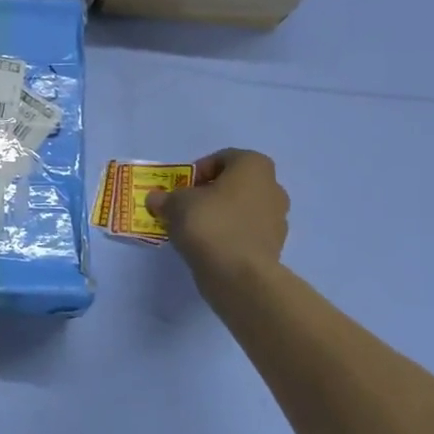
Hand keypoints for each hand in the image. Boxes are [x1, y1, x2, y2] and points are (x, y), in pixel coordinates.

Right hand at [147, 149, 288, 299]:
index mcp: (254, 167)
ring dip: (220, 216)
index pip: (224, 158)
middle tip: (187, 207)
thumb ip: (165, 198)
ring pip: (241, 210)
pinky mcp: (273, 247)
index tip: (182, 187)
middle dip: (211, 193)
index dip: (199, 170)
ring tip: (194, 230)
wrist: (239, 275)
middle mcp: (272, 188)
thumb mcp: (176, 204)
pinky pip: (245, 233)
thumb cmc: (210, 224)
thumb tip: (156, 198)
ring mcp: (277, 219)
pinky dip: (229, 236)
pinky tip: (208, 248)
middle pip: (235, 184)